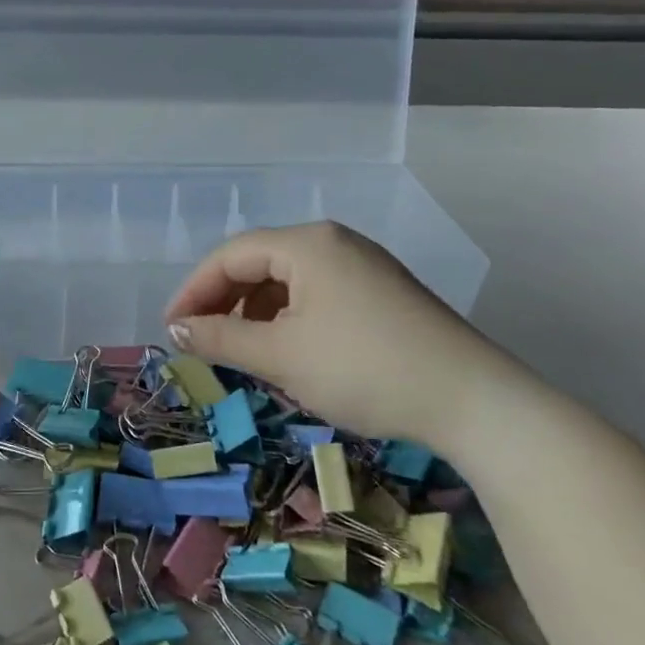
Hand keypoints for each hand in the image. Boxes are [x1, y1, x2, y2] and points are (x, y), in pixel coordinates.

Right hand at [164, 222, 501, 445]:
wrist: (474, 402)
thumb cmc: (364, 369)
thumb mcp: (280, 356)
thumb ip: (221, 337)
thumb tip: (176, 330)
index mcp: (307, 244)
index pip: (230, 255)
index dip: (193, 291)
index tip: (171, 331)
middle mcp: (334, 242)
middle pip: (258, 263)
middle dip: (223, 301)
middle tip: (201, 341)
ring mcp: (362, 266)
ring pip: (287, 281)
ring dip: (254, 312)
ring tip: (242, 351)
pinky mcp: (380, 293)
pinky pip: (316, 294)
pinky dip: (288, 319)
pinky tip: (288, 351)